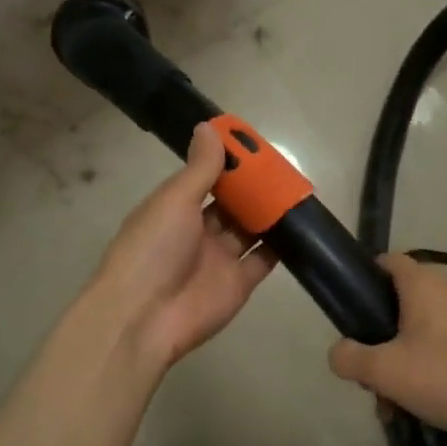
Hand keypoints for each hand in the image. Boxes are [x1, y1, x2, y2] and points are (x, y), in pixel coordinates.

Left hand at [88, 124, 277, 371]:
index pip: (205, 178)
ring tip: (298, 190)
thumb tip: (208, 127)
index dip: (229, 162)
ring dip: (269, 212)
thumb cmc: (153, 249)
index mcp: (174, 208)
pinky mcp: (239, 284)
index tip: (255, 144)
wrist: (144, 318)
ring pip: (249, 229)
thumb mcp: (173, 200)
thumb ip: (199, 168)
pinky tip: (302, 226)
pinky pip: (263, 260)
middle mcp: (196, 231)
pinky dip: (280, 245)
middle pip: (231, 204)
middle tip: (284, 167)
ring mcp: (219, 259)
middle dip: (253, 187)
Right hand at [328, 253, 446, 445]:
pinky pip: (445, 342)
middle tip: (372, 373)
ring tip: (395, 401)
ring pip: (422, 328)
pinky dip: (429, 365)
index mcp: (423, 282)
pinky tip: (425, 402)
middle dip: (380, 338)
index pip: (386, 261)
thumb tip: (339, 352)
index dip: (364, 281)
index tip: (351, 314)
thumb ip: (349, 357)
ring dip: (403, 359)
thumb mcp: (383, 372)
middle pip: (400, 301)